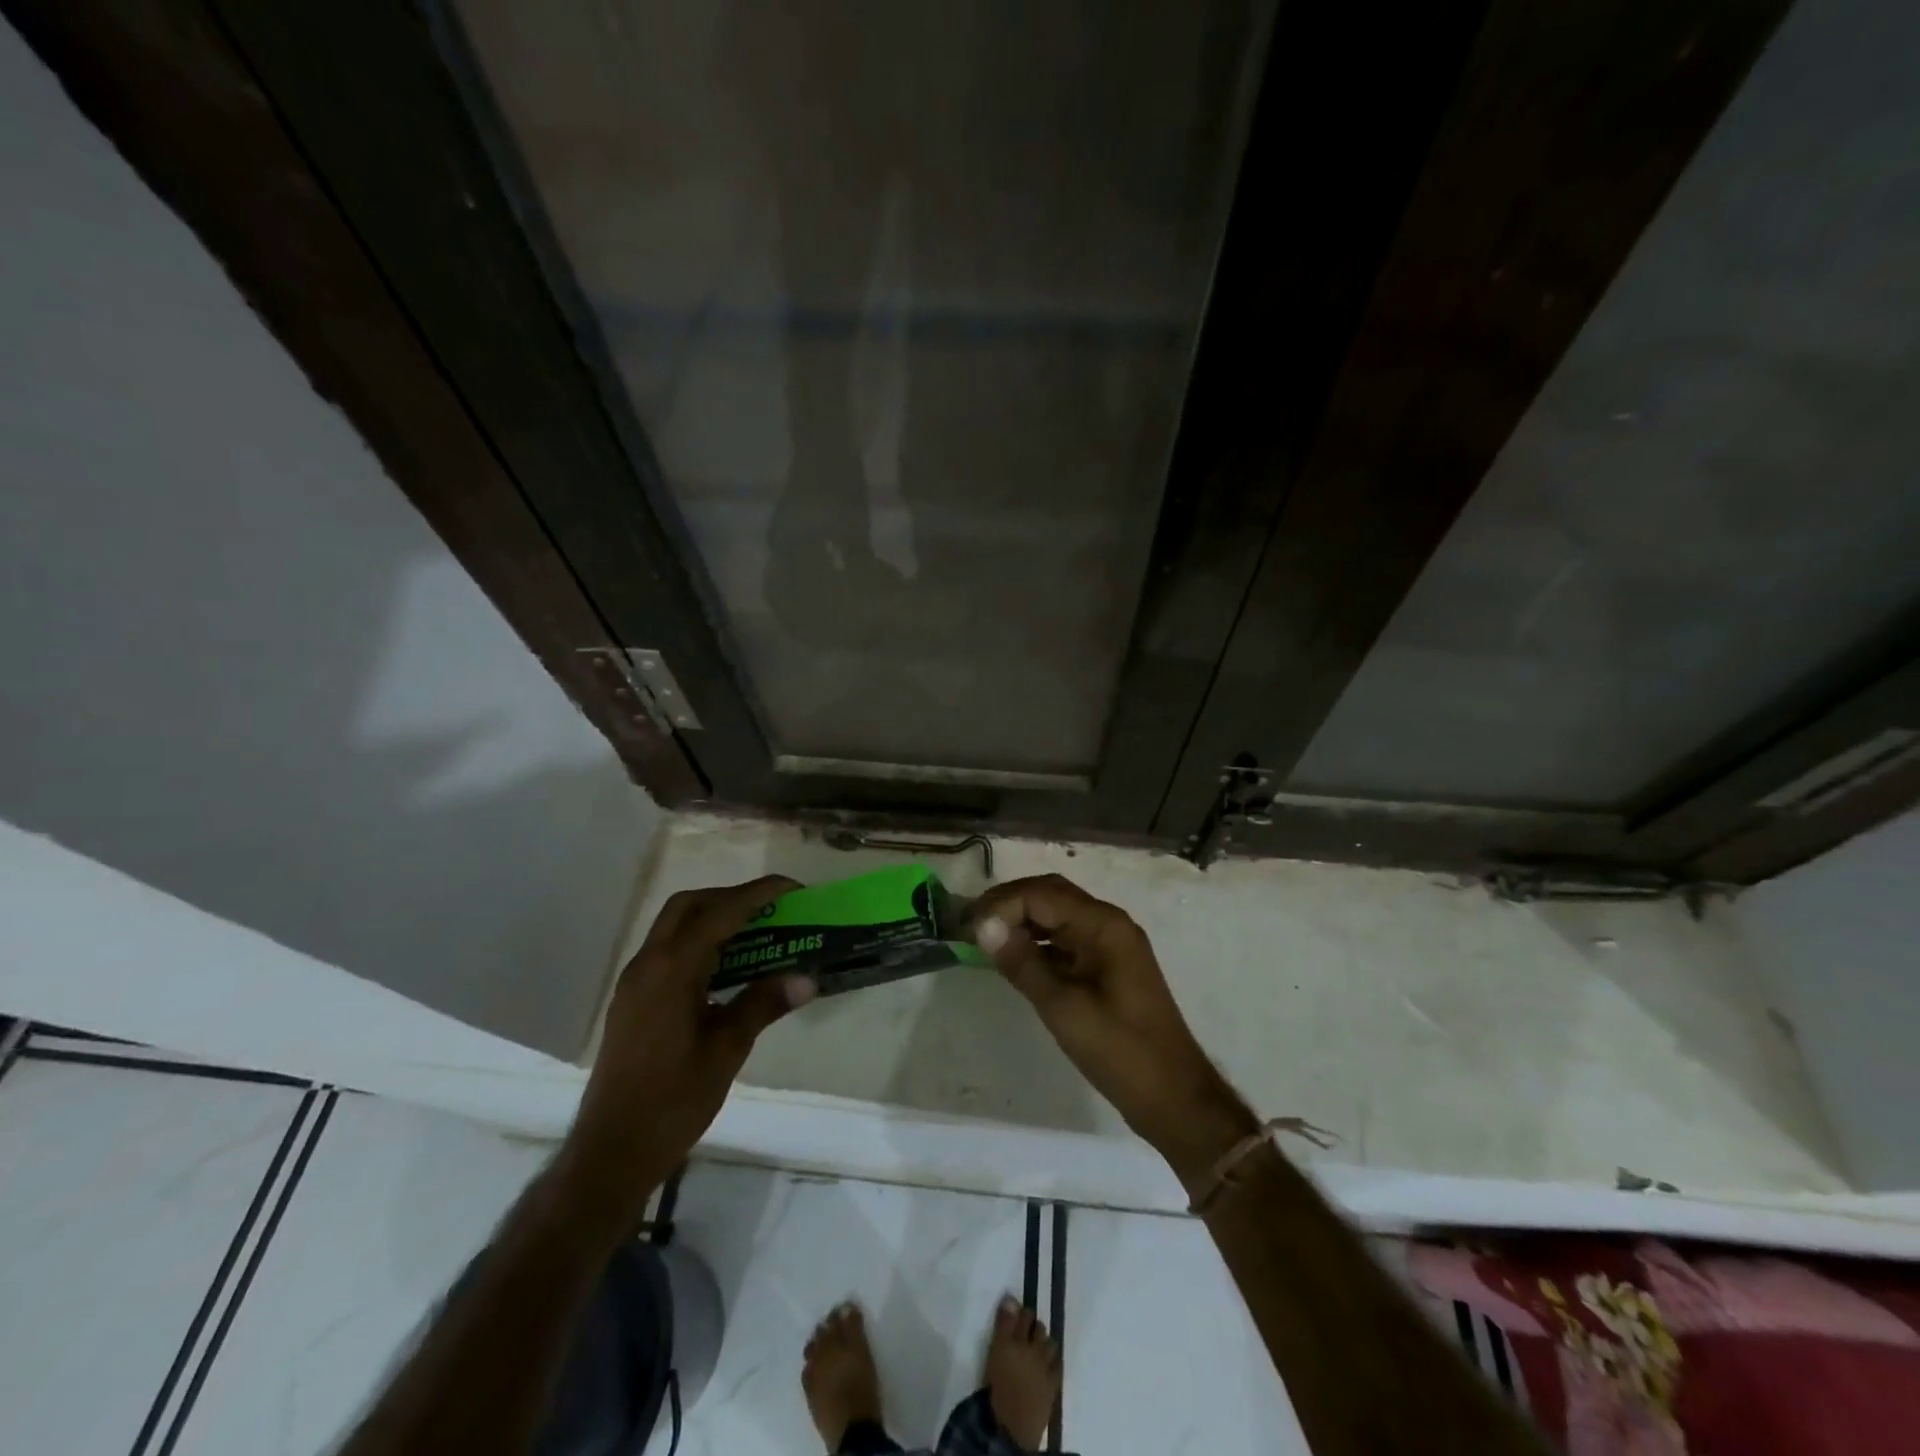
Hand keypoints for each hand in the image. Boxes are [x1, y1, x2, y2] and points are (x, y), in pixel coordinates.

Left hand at [556, 876, 815, 1228]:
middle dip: (731, 897)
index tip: (793, 888)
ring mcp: (635, 982)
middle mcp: (648, 964)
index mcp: (672, 970)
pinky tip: (725, 968)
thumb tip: (807, 977)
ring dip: (713, 917)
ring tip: (755, 932)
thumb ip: (764, 1004)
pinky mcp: (632, 1000)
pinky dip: (699, 941)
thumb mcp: (727, 1050)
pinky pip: (668, 950)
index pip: (720, 913)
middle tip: (771, 908)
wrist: (611, 1151)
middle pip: (689, 906)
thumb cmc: (673, 1100)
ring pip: (674, 926)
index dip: (758, 894)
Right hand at [971, 875, 1256, 1186]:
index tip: (970, 930)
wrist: (1173, 1095)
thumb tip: (983, 927)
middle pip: (1051, 894)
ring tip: (985, 939)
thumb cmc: (1120, 1051)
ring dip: (1022, 920)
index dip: (1002, 905)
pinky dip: (1038, 940)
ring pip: (1058, 913)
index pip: (1042, 894)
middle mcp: (1109, 922)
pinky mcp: (1108, 964)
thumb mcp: (1063, 1008)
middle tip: (971, 925)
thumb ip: (1023, 963)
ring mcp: (1111, 943)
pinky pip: (1067, 937)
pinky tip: (1015, 958)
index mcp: (1104, 925)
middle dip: (1009, 903)